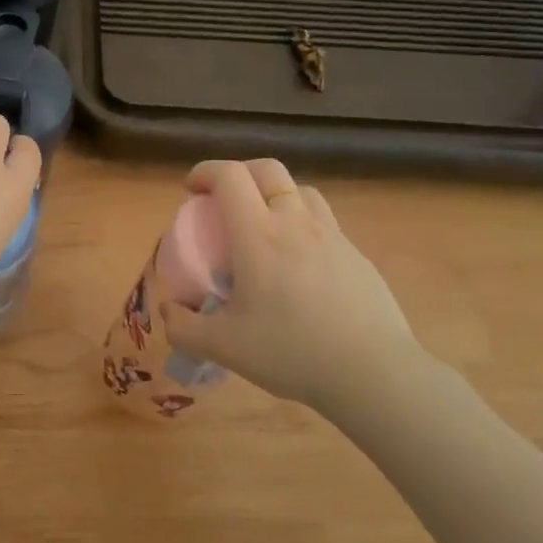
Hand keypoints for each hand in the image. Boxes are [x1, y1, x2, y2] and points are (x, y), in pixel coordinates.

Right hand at [158, 160, 464, 430]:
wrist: (374, 373)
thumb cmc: (291, 352)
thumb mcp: (223, 347)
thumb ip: (184, 328)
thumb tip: (168, 311)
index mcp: (258, 235)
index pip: (230, 177)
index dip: (205, 171)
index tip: (191, 189)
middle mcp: (296, 223)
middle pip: (268, 170)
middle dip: (239, 173)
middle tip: (223, 199)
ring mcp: (333, 236)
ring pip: (300, 191)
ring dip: (274, 193)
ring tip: (263, 223)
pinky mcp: (357, 256)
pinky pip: (324, 221)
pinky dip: (302, 223)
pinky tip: (298, 262)